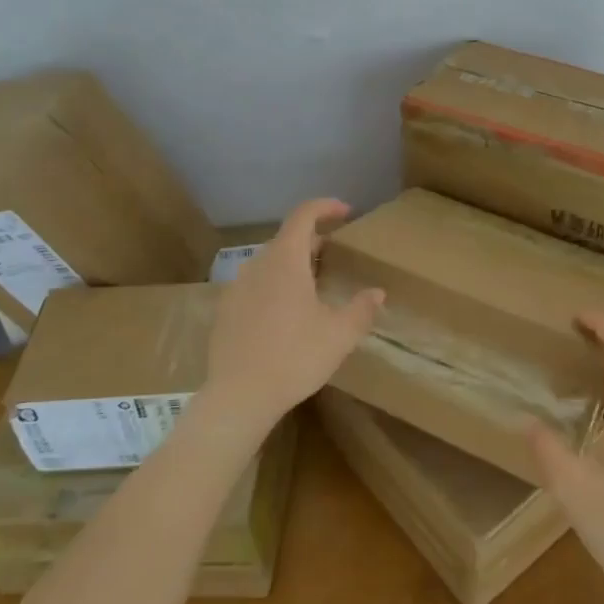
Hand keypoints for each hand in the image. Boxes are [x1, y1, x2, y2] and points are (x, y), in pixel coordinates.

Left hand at [203, 198, 383, 430]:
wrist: (238, 397)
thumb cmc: (294, 358)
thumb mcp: (339, 336)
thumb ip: (361, 309)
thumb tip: (377, 293)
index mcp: (286, 261)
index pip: (303, 215)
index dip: (325, 207)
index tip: (346, 212)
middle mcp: (258, 265)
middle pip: (286, 239)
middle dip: (312, 239)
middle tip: (334, 253)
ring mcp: (236, 287)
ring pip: (269, 262)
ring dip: (292, 263)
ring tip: (312, 284)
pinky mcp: (225, 310)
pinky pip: (254, 284)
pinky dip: (274, 284)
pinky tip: (285, 313)